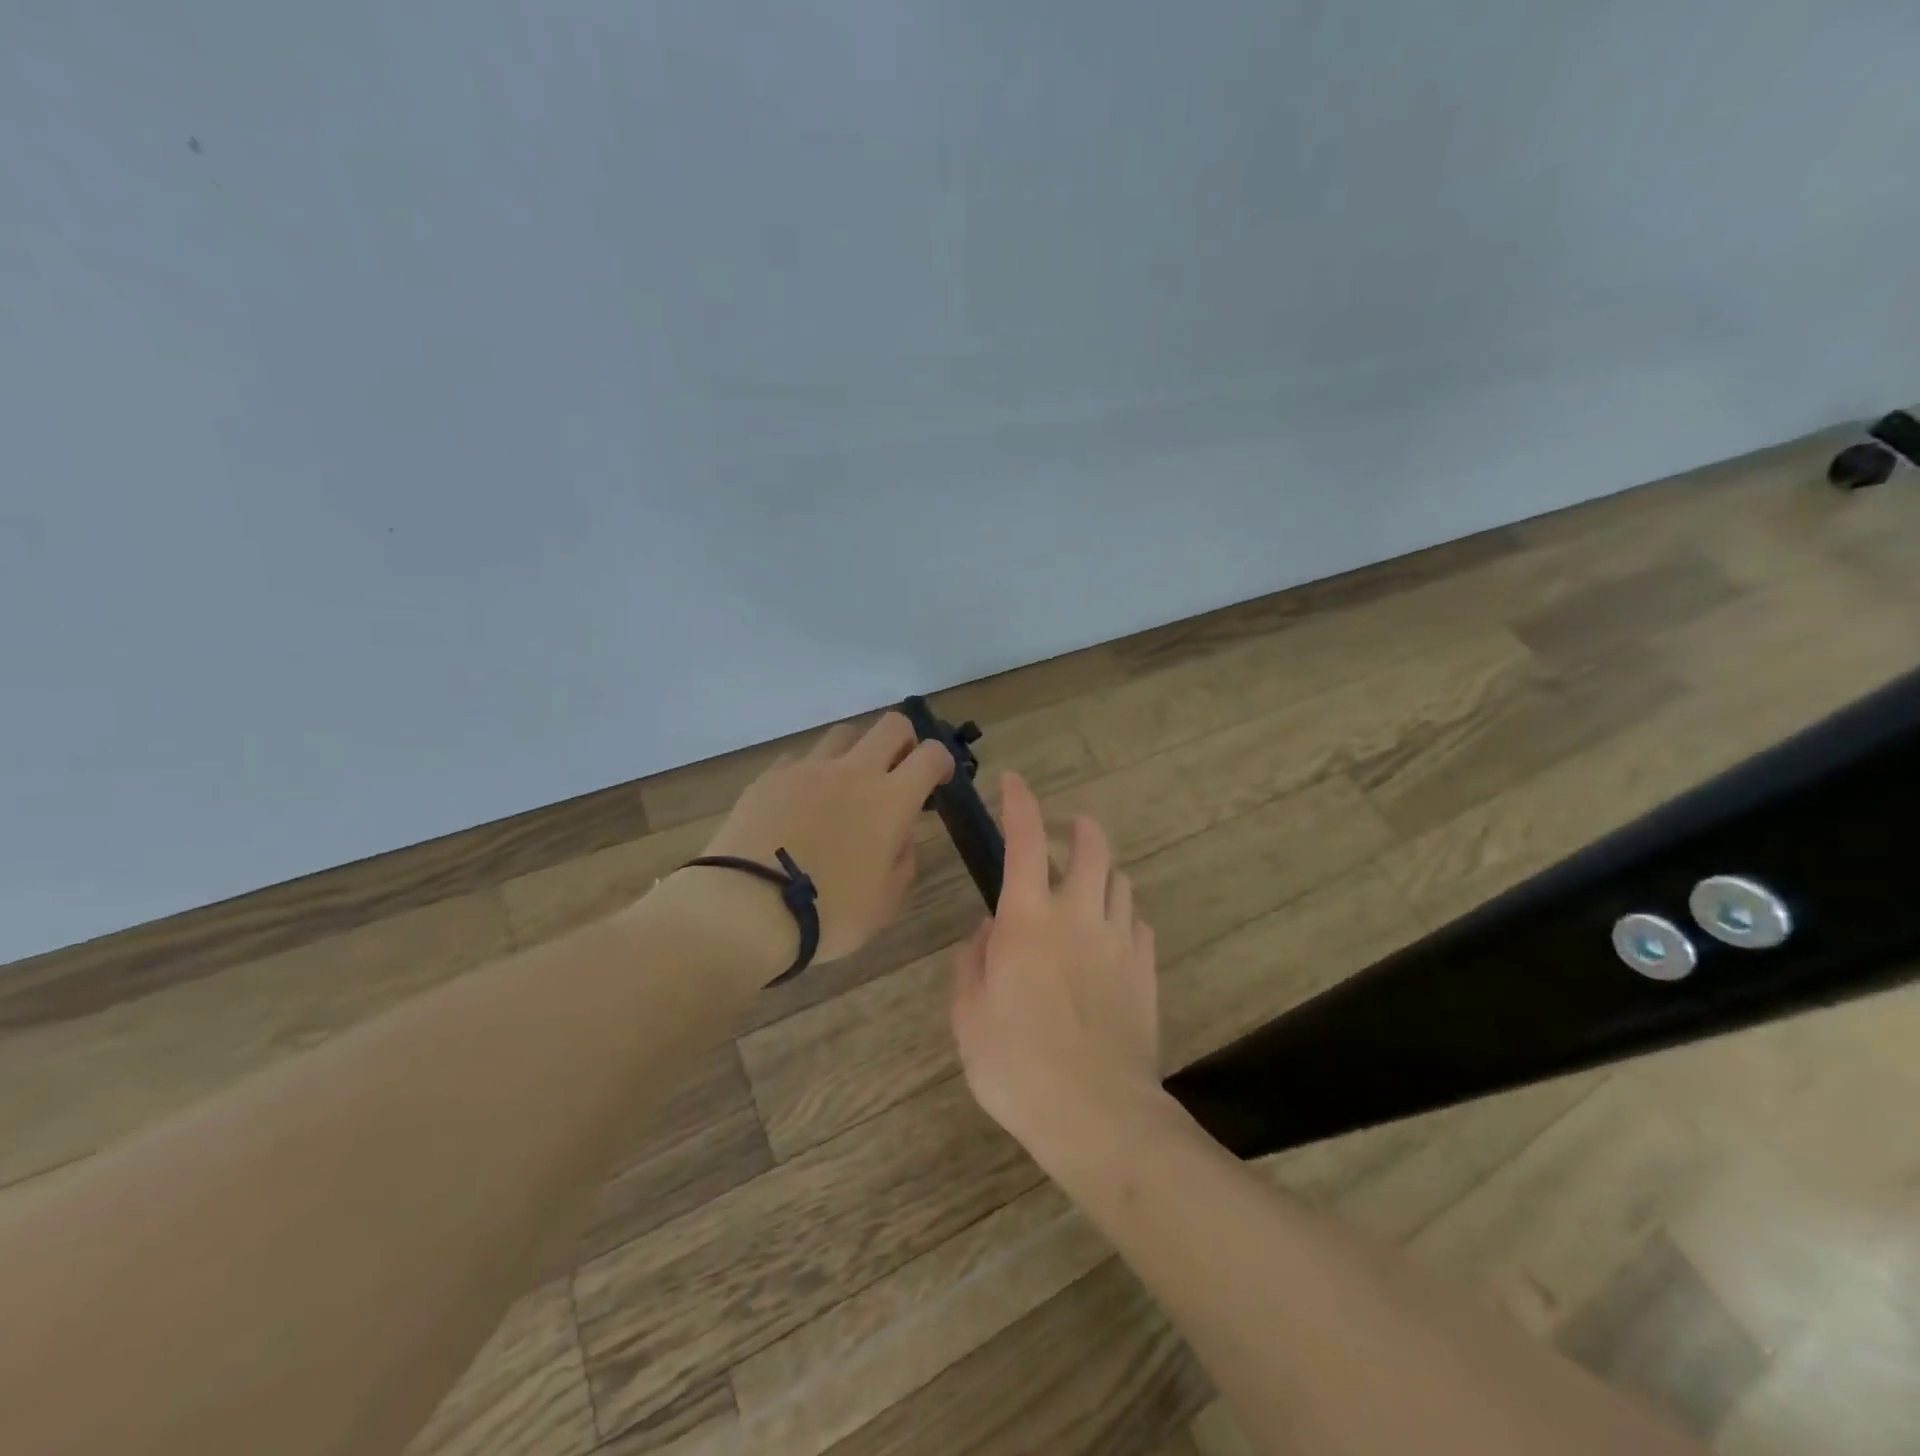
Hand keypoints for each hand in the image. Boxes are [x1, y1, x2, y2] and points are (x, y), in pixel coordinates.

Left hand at [694, 713, 954, 964]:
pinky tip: (801, 806)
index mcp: (890, 800)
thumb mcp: (885, 903)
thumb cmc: (828, 913)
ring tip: (845, 788)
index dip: (941, 762)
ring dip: (856, 753)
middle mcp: (853, 771)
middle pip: (891, 725)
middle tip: (897, 772)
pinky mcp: (770, 777)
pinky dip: (812, 774)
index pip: (931, 754)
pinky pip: (801, 760)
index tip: (936, 782)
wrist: (746, 909)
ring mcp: (807, 769)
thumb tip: (898, 835)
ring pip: (843, 734)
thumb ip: (903, 860)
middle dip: (904, 741)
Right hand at [950, 770, 1161, 1164]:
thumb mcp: (969, 1016)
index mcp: (1028, 918)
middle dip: (1079, 826)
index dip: (1019, 802)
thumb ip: (973, 963)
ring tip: (1086, 885)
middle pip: (1092, 845)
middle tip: (1065, 830)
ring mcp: (1119, 940)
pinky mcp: (1146, 969)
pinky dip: (1121, 914)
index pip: (1025, 838)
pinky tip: (1110, 935)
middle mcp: (1078, 914)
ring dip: (1102, 871)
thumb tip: (988, 931)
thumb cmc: (1017, 1066)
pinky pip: (1137, 922)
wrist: (1097, 1114)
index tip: (1014, 782)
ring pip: (1120, 880)